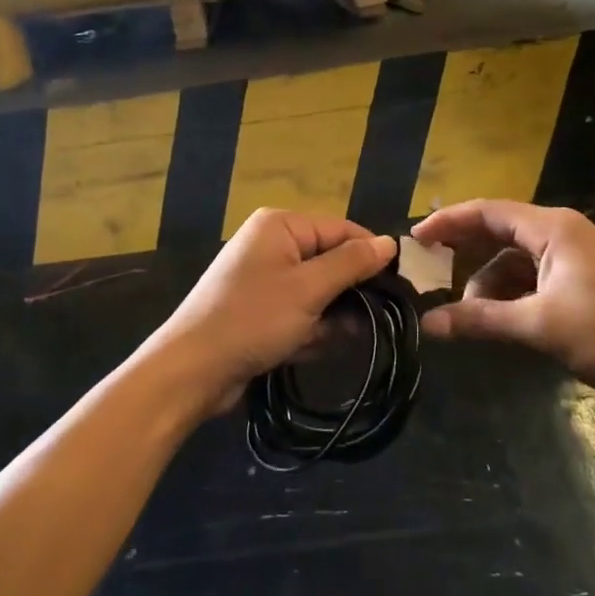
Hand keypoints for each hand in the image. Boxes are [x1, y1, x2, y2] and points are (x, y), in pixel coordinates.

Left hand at [141, 208, 395, 416]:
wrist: (193, 370)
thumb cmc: (253, 319)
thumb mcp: (308, 289)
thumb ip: (351, 263)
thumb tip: (390, 242)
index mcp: (280, 225)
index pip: (341, 229)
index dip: (371, 255)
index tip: (401, 286)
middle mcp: (272, 244)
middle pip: (330, 261)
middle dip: (348, 294)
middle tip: (371, 321)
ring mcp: (264, 278)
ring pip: (318, 292)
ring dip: (328, 318)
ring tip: (326, 339)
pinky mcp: (260, 310)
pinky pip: (299, 312)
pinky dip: (308, 330)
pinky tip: (305, 350)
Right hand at [411, 199, 594, 400]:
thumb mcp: (542, 326)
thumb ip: (482, 320)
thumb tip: (429, 324)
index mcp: (553, 229)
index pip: (488, 211)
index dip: (447, 221)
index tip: (413, 239)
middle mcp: (563, 234)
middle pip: (499, 232)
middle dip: (464, 252)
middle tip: (428, 274)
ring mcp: (577, 260)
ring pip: (516, 261)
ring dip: (489, 284)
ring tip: (469, 317)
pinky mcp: (586, 285)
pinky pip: (535, 279)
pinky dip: (512, 296)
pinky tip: (500, 322)